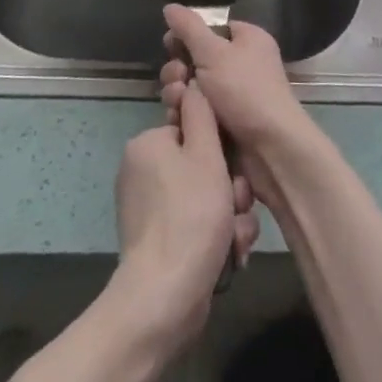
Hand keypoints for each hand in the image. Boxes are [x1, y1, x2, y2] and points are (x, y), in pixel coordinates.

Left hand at [112, 86, 258, 352]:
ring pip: (204, 198)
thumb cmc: (190, 216)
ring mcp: (148, 208)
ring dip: (229, 215)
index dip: (222, 149)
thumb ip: (202, 114)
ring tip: (236, 238)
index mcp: (148, 145)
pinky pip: (195, 225)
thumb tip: (194, 83)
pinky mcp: (157, 241)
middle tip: (239, 207)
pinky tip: (230, 255)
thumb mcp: (205, 154)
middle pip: (202, 167)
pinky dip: (215, 237)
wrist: (164, 298)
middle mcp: (142, 172)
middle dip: (229, 188)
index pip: (194, 130)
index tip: (235, 170)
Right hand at [158, 6, 317, 212]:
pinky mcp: (227, 124)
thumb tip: (170, 6)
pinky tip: (179, 121)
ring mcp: (234, 96)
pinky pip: (199, 112)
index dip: (187, 36)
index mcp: (247, 40)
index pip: (210, 29)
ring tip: (177, 103)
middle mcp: (242, 64)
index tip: (169, 45)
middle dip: (179, 70)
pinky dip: (187, 115)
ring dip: (179, 94)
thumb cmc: (245, 90)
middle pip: (197, 59)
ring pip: (194, 88)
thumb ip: (189, 28)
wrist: (271, 149)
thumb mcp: (213, 52)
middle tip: (177, 80)